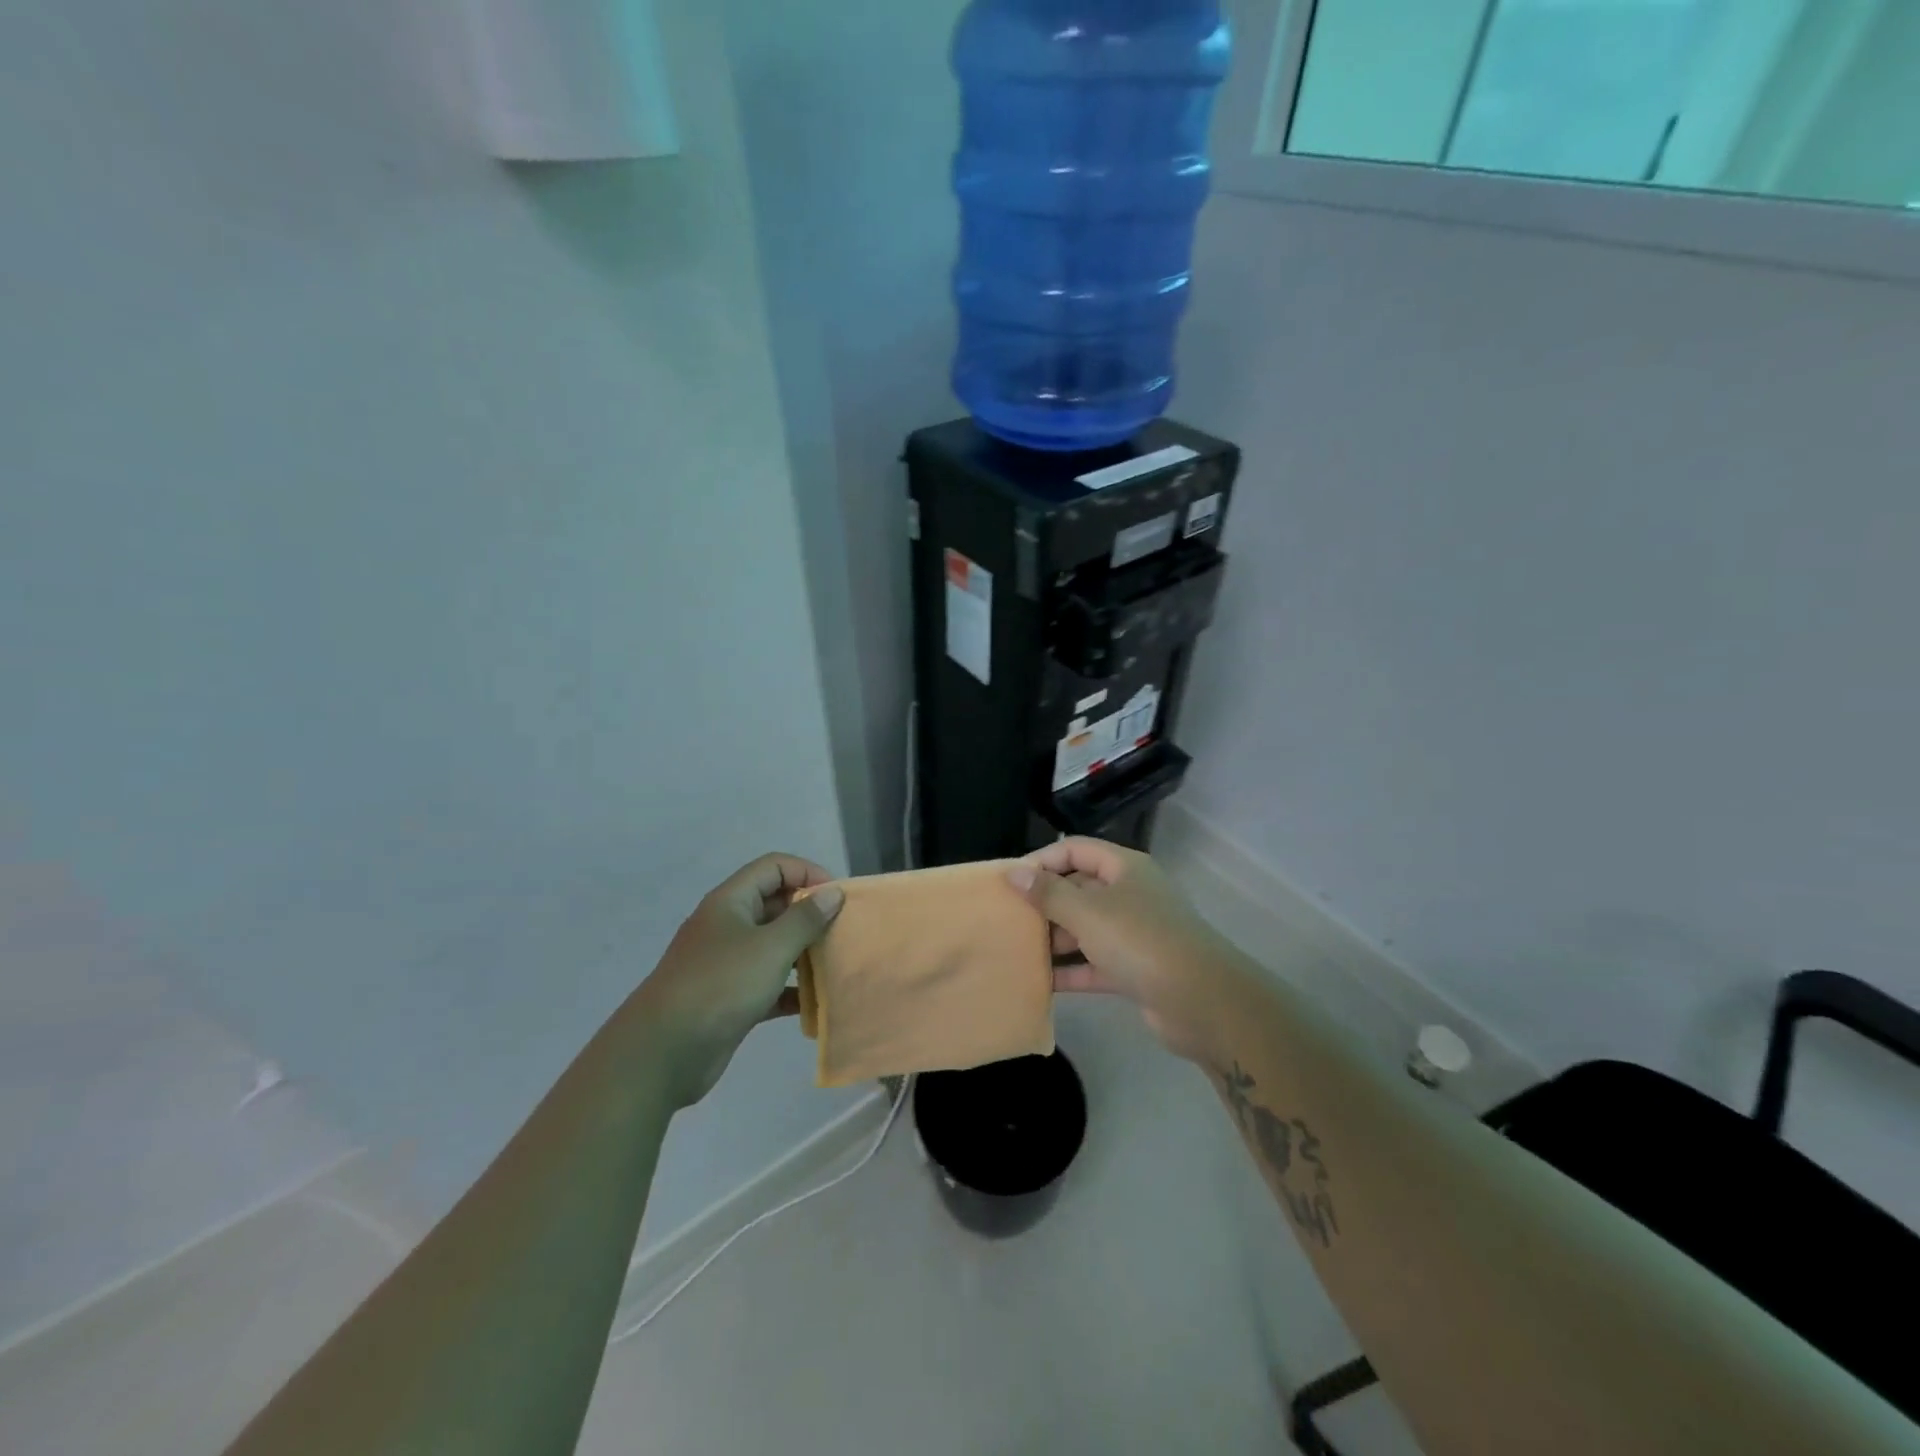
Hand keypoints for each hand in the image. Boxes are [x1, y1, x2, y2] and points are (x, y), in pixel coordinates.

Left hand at [627, 854, 843, 1108]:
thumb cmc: (720, 986)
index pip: (774, 867)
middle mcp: (728, 926)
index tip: (836, 897)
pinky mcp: (729, 998)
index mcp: (731, 902)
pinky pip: (768, 983)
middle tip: (842, 932)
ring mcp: (727, 964)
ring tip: (836, 963)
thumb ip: (805, 919)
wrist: (662, 1052)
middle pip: (775, 905)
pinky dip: (791, 989)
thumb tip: (832, 893)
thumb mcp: (770, 947)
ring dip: (804, 952)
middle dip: (810, 914)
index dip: (807, 873)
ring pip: (773, 946)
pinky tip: (815, 1002)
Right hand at [1009, 838, 1234, 1064]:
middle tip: (1006, 919)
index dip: (1042, 861)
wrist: (1202, 1002)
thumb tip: (1014, 872)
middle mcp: (1129, 894)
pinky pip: (1094, 963)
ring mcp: (1134, 933)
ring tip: (1015, 950)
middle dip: (1044, 903)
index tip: (1009, 882)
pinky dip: (1070, 970)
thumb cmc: (1140, 941)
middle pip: (1078, 889)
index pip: (1075, 849)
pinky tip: (1039, 981)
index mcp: (1123, 868)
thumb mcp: (1088, 912)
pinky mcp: (1135, 969)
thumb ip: (1048, 893)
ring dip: (1054, 938)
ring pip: (1085, 928)